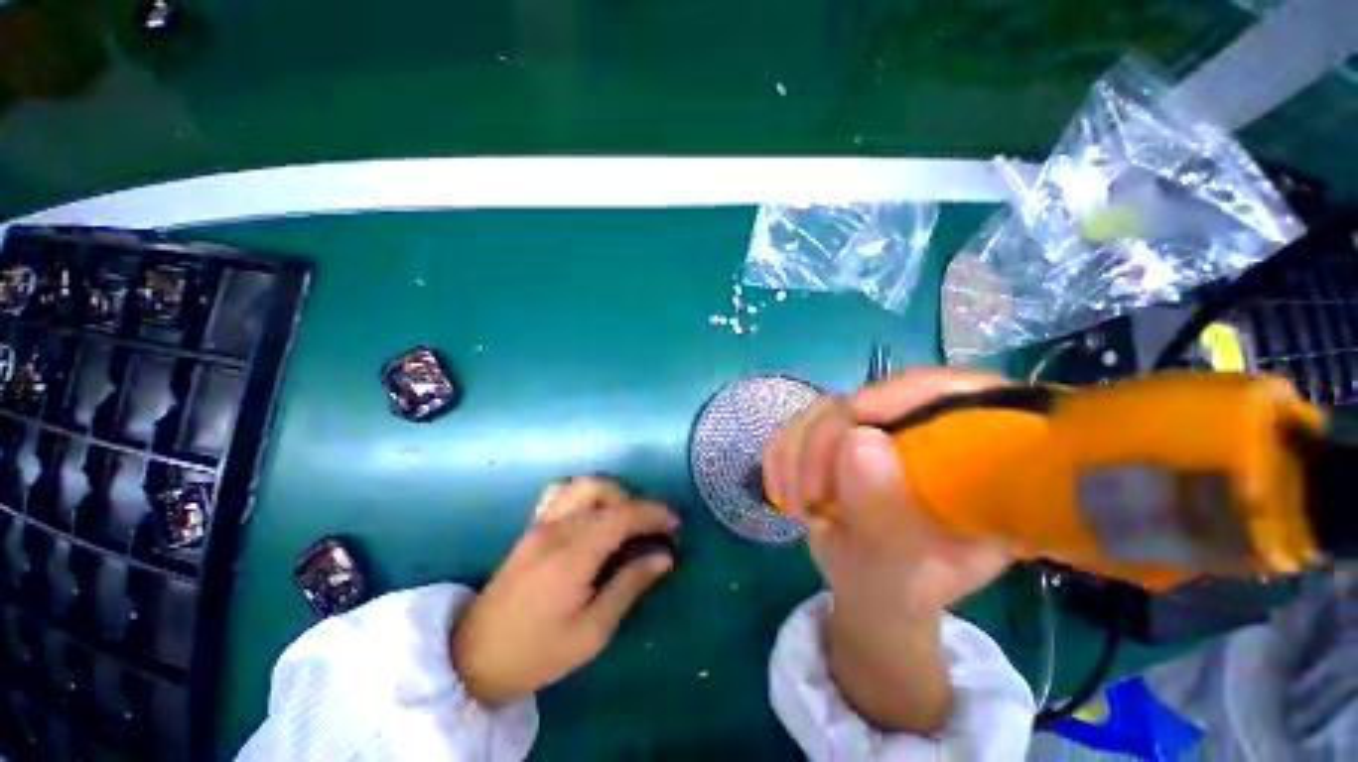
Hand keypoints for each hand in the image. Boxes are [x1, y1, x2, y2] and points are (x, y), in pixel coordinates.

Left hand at [451, 477, 678, 706]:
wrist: (472, 659)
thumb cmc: (537, 653)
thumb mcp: (591, 633)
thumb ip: (629, 586)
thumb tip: (664, 557)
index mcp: (573, 554)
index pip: (623, 515)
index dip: (654, 514)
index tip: (675, 526)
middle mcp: (556, 528)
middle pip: (604, 491)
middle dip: (636, 501)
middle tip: (651, 528)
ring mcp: (540, 524)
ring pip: (583, 485)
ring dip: (612, 493)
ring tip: (625, 519)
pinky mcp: (531, 528)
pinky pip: (561, 492)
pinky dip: (585, 493)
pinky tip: (593, 514)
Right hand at [763, 369, 1013, 731]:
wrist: (868, 584)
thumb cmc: (901, 586)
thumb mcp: (902, 572)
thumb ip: (886, 516)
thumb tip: (858, 439)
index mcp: (979, 462)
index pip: (962, 394)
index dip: (911, 395)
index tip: (854, 429)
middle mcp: (930, 431)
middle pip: (876, 397)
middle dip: (827, 444)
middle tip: (810, 499)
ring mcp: (881, 425)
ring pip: (828, 406)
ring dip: (799, 454)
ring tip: (799, 505)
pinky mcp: (840, 428)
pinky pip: (800, 421)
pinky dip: (783, 454)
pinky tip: (785, 490)